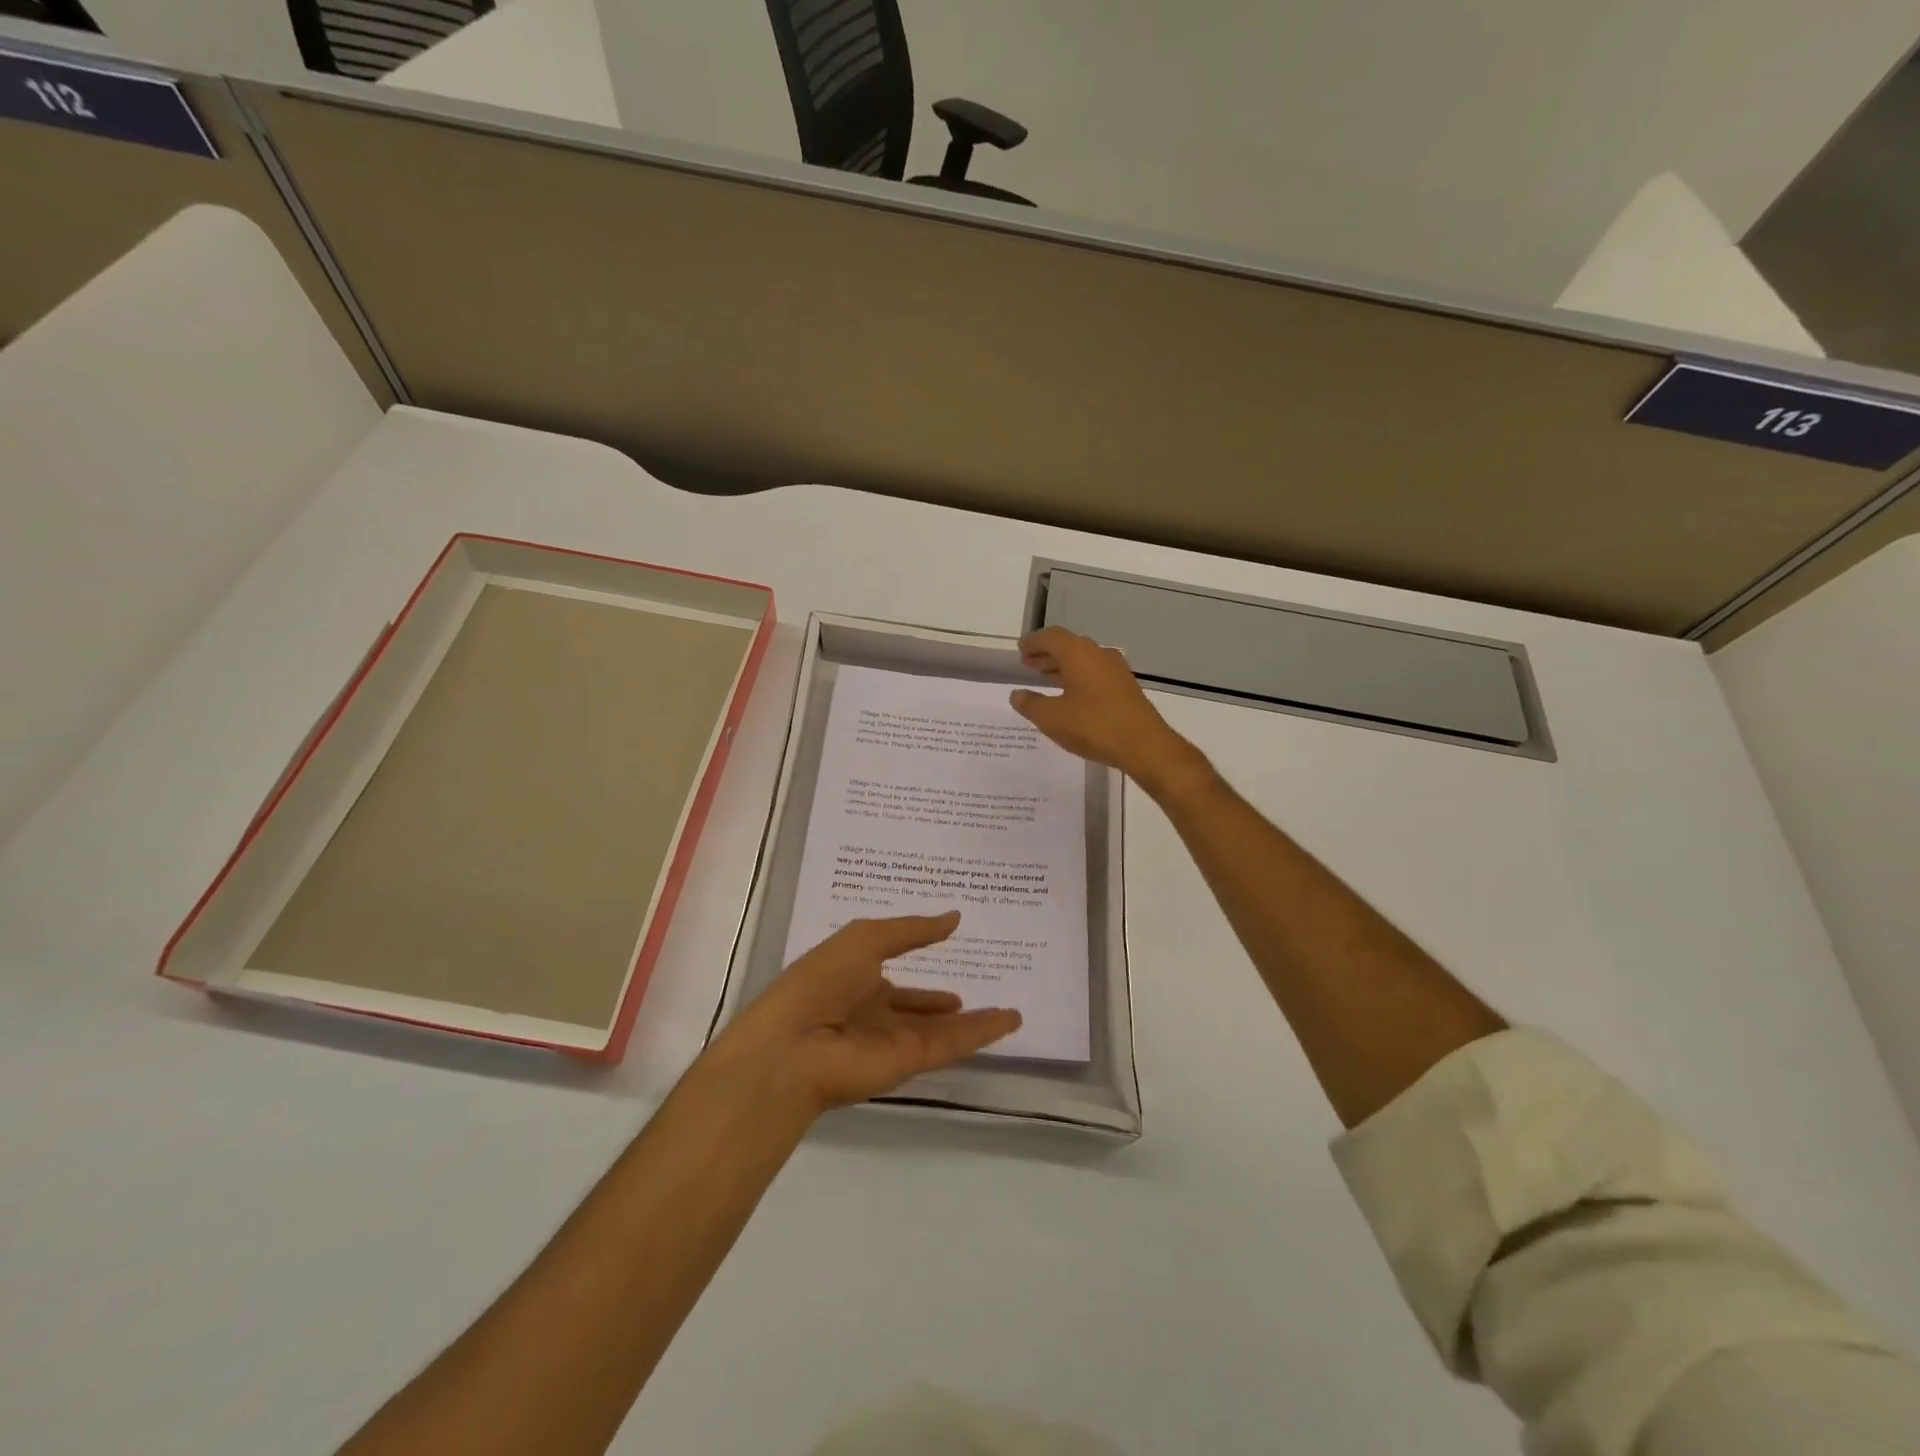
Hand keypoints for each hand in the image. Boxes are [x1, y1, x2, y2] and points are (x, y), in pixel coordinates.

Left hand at [715, 912, 1020, 1113]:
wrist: (794, 1046)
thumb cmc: (821, 980)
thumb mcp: (865, 938)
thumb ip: (912, 930)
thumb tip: (954, 917)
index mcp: (855, 978)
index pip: (891, 971)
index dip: (915, 959)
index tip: (946, 946)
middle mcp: (873, 1011)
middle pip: (915, 1007)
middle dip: (939, 1002)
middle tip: (968, 990)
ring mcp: (892, 1039)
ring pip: (941, 1028)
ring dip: (974, 1021)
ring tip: (1008, 1011)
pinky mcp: (910, 1062)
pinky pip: (952, 1043)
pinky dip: (982, 1033)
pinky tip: (1008, 1020)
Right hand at [1009, 626, 1197, 790]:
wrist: (1143, 745)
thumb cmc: (1093, 726)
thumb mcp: (1052, 718)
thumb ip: (1030, 704)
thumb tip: (1017, 695)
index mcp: (1078, 653)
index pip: (1051, 637)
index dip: (1033, 642)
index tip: (1020, 649)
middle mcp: (1098, 653)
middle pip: (1068, 646)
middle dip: (1046, 653)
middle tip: (1028, 663)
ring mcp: (1115, 669)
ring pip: (1083, 660)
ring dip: (1062, 666)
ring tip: (1044, 677)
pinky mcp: (1125, 686)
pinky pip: (1094, 673)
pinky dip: (1077, 677)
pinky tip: (1070, 694)